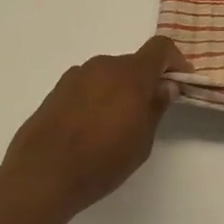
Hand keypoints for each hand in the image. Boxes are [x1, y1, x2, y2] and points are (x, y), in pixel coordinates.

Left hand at [0, 36, 189, 223]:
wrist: (41, 175)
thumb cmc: (102, 161)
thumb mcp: (142, 141)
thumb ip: (156, 107)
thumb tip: (166, 85)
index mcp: (130, 74)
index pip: (161, 48)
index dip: (176, 61)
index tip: (181, 82)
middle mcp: (103, 66)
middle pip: (133, 63)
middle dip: (146, 81)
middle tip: (149, 111)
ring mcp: (76, 76)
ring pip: (109, 74)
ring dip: (120, 90)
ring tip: (117, 125)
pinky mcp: (56, 91)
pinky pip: (88, 86)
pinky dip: (97, 97)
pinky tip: (91, 128)